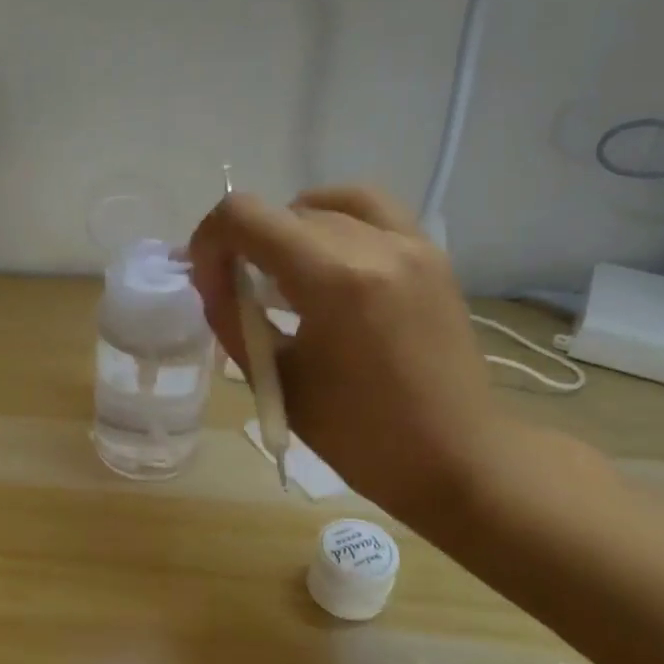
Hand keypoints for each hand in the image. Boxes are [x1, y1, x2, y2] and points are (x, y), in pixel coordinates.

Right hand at [186, 185, 506, 525]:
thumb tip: (210, 282)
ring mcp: (412, 244)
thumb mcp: (278, 380)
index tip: (207, 280)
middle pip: (283, 213)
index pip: (246, 217)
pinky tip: (325, 260)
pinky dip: (334, 222)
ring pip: (326, 206)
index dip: (210, 241)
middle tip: (237, 292)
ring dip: (288, 230)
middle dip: (245, 243)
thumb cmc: (359, 435)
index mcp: (334, 280)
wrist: (456, 458)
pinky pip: (372, 211)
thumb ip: (234, 321)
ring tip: (281, 272)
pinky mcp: (431, 255)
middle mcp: (376, 245)